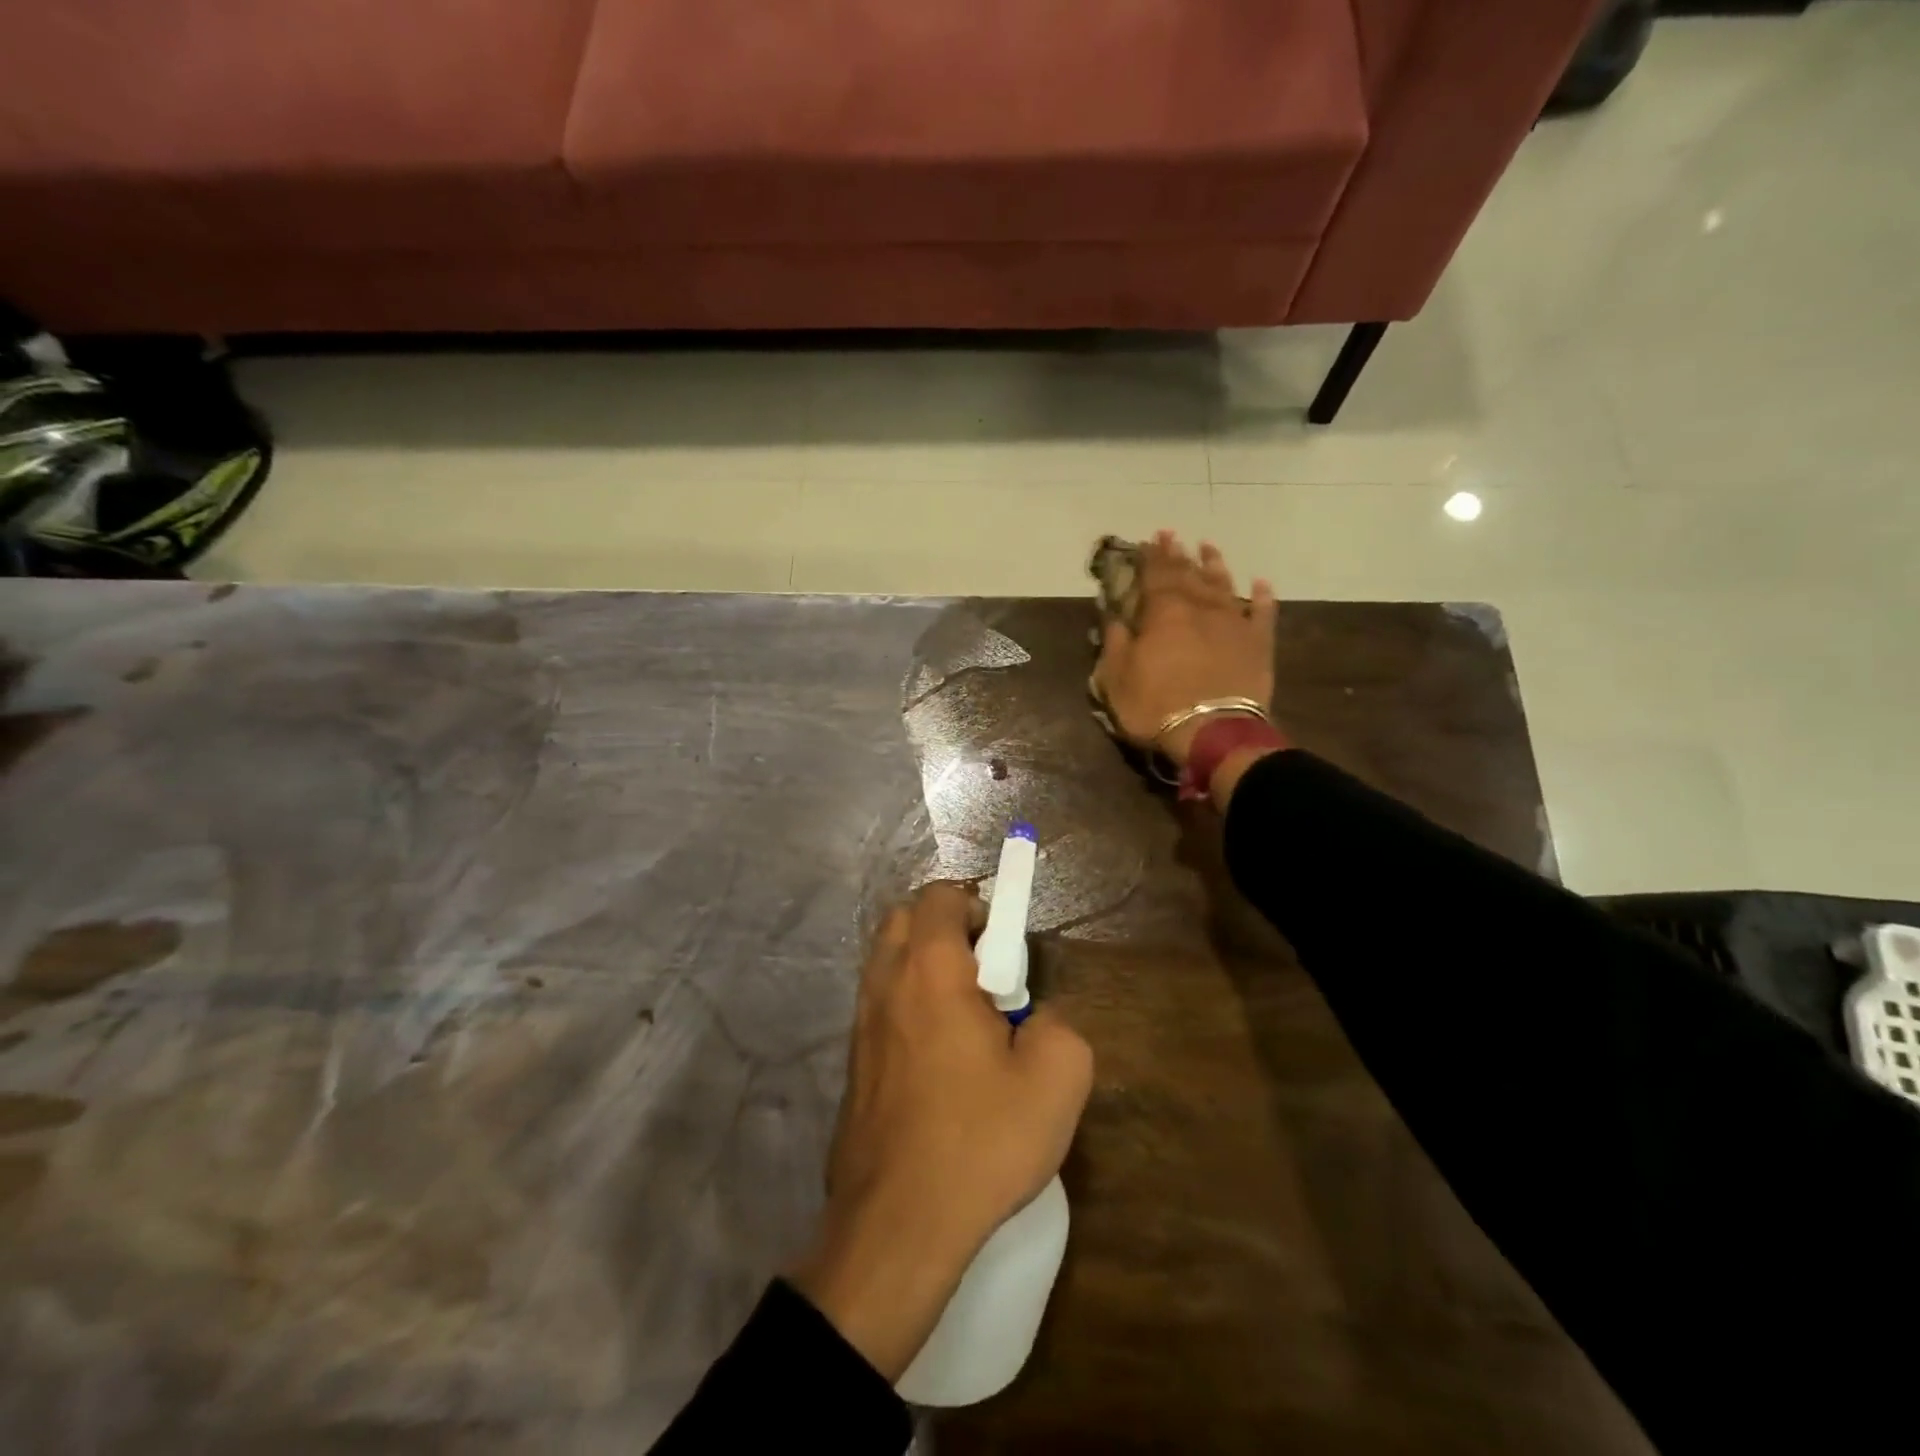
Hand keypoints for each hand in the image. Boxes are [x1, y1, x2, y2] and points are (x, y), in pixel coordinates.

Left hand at [791, 883, 1093, 1380]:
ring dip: (925, 966)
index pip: (940, 896)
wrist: (897, 1225)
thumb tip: (1032, 1019)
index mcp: (930, 968)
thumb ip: (1058, 1023)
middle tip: (986, 973)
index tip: (1006, 947)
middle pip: (905, 919)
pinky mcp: (853, 1062)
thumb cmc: (979, 1140)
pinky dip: (908, 1003)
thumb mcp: (1057, 1078)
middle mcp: (886, 982)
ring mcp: (860, 1023)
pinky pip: (881, 1004)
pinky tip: (940, 1058)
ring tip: (967, 1017)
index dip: (977, 905)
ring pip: (888, 961)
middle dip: (946, 927)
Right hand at [1093, 532, 1277, 767]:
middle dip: (1177, 554)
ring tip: (1208, 547)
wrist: (1213, 731)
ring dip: (1215, 565)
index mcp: (1163, 612)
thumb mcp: (1116, 678)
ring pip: (1223, 584)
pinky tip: (1261, 584)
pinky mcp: (1258, 643)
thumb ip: (1115, 643)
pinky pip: (1262, 613)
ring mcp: (1233, 622)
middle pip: (1187, 574)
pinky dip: (1261, 597)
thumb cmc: (1156, 705)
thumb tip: (1115, 617)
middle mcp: (1200, 607)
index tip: (1147, 540)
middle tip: (1171, 535)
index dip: (1150, 557)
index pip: (1154, 575)